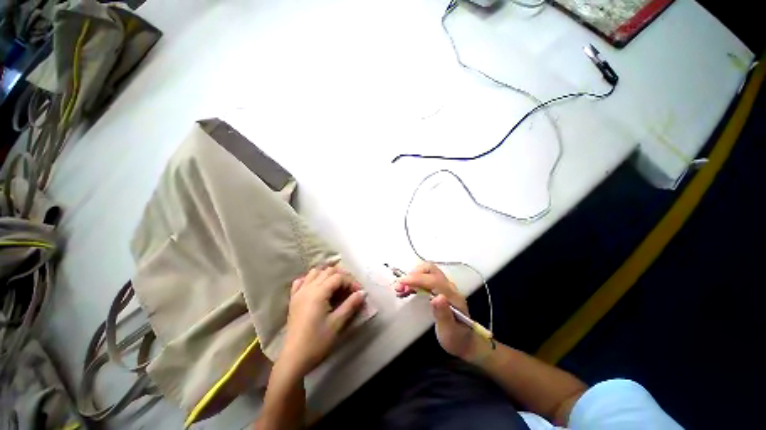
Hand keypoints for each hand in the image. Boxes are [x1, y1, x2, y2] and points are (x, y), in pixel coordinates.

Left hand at [280, 265, 366, 376]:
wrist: (294, 359)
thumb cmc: (317, 342)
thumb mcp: (337, 323)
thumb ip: (351, 305)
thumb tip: (363, 292)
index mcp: (318, 293)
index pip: (338, 277)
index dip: (351, 282)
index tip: (359, 292)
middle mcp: (308, 288)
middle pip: (327, 271)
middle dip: (342, 276)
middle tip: (350, 288)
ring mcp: (299, 293)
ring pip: (314, 272)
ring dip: (327, 275)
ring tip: (336, 286)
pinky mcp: (293, 300)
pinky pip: (302, 281)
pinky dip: (311, 279)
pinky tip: (317, 287)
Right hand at [394, 263, 480, 360]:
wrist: (465, 341)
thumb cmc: (456, 337)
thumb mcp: (450, 330)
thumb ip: (444, 314)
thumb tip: (437, 297)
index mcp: (452, 296)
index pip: (433, 280)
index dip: (417, 278)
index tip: (402, 283)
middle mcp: (448, 287)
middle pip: (430, 269)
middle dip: (413, 274)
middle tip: (400, 286)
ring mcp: (443, 286)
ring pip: (426, 272)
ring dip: (411, 277)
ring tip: (399, 289)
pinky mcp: (438, 289)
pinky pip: (424, 279)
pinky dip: (413, 282)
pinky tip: (404, 290)